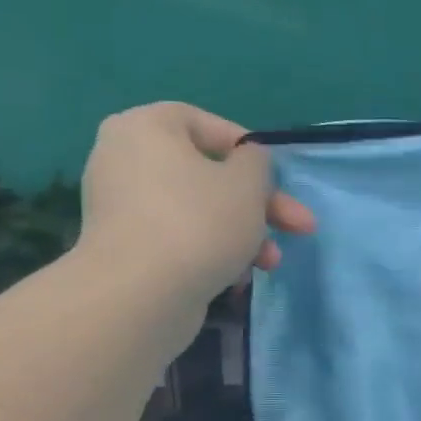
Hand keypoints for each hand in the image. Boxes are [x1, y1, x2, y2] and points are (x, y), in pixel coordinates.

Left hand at [75, 103, 315, 302]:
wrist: (139, 295)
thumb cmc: (199, 222)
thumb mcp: (248, 183)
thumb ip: (257, 162)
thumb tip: (246, 162)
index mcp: (146, 127)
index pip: (206, 125)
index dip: (250, 151)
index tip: (277, 179)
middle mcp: (125, 159)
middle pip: (209, 175)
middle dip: (259, 205)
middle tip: (298, 227)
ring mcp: (121, 207)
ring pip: (199, 210)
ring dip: (243, 233)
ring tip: (270, 263)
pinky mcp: (126, 248)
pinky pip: (179, 238)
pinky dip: (211, 252)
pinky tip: (235, 278)